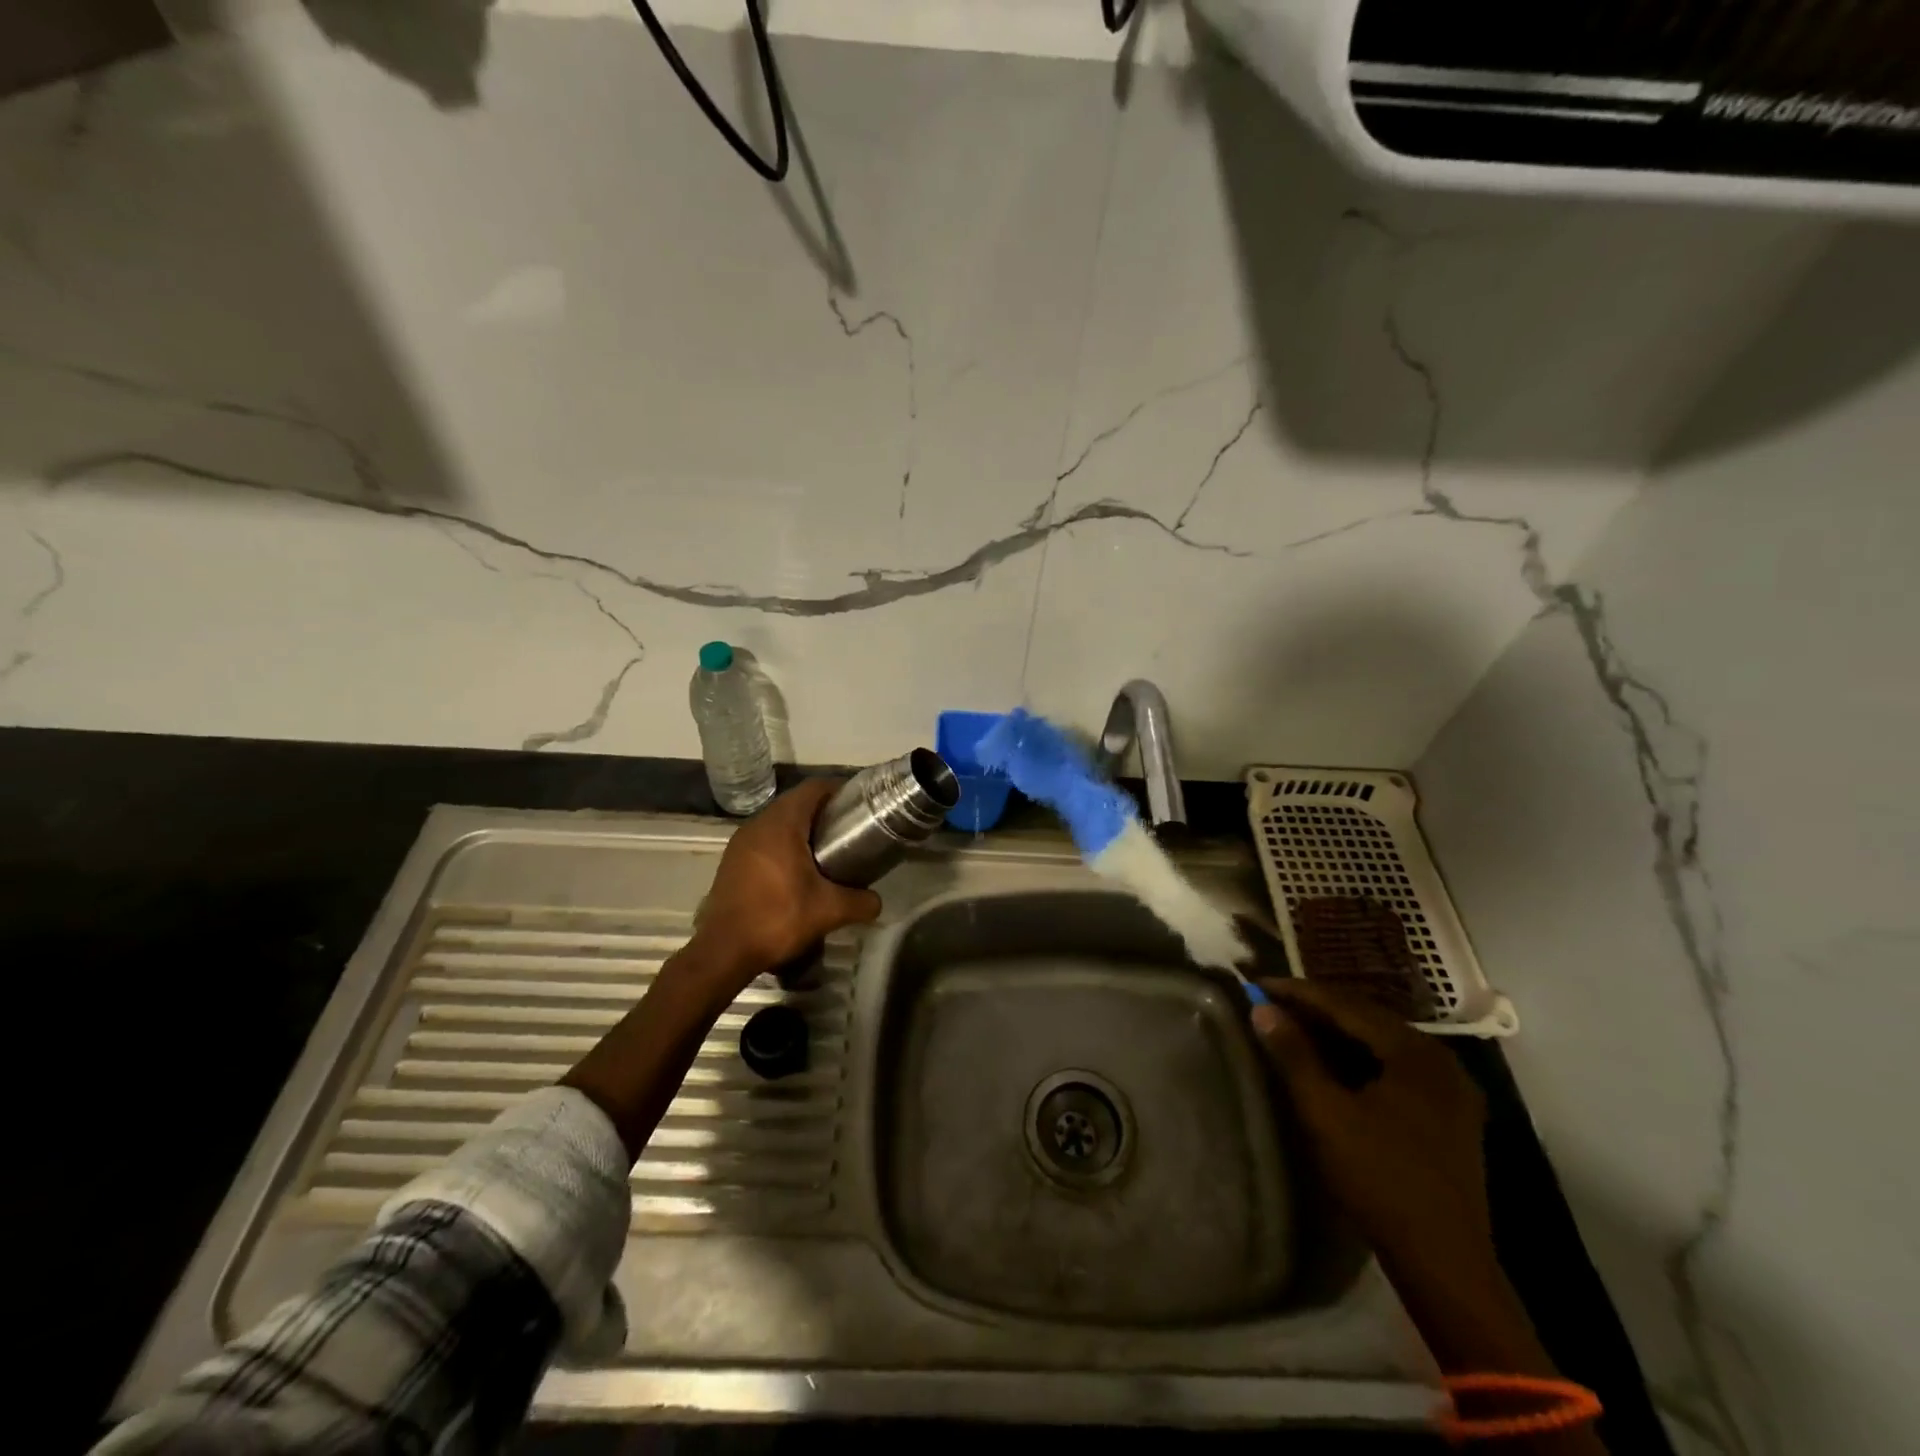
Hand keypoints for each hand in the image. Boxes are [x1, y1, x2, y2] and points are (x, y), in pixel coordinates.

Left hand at [687, 778, 881, 993]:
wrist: (724, 951)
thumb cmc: (778, 918)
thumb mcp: (829, 911)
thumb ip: (860, 902)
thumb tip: (877, 901)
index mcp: (782, 824)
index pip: (814, 788)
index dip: (839, 790)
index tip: (860, 804)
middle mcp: (758, 824)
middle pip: (796, 802)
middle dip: (824, 811)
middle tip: (849, 829)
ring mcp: (741, 842)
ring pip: (778, 821)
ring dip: (802, 829)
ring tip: (828, 848)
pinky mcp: (732, 861)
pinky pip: (764, 839)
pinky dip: (784, 844)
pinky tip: (798, 869)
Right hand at [1250, 979, 1492, 1292]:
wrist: (1445, 1264)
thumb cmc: (1381, 1179)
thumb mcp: (1326, 1114)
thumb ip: (1294, 1055)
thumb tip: (1262, 1009)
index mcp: (1415, 1052)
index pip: (1346, 1005)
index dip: (1298, 993)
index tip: (1256, 985)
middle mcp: (1440, 1060)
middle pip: (1367, 1018)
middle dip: (1317, 1009)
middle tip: (1271, 1005)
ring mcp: (1450, 1089)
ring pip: (1382, 1042)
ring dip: (1337, 1033)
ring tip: (1293, 1028)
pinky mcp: (1450, 1114)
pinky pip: (1395, 1066)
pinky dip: (1360, 1057)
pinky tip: (1333, 1064)